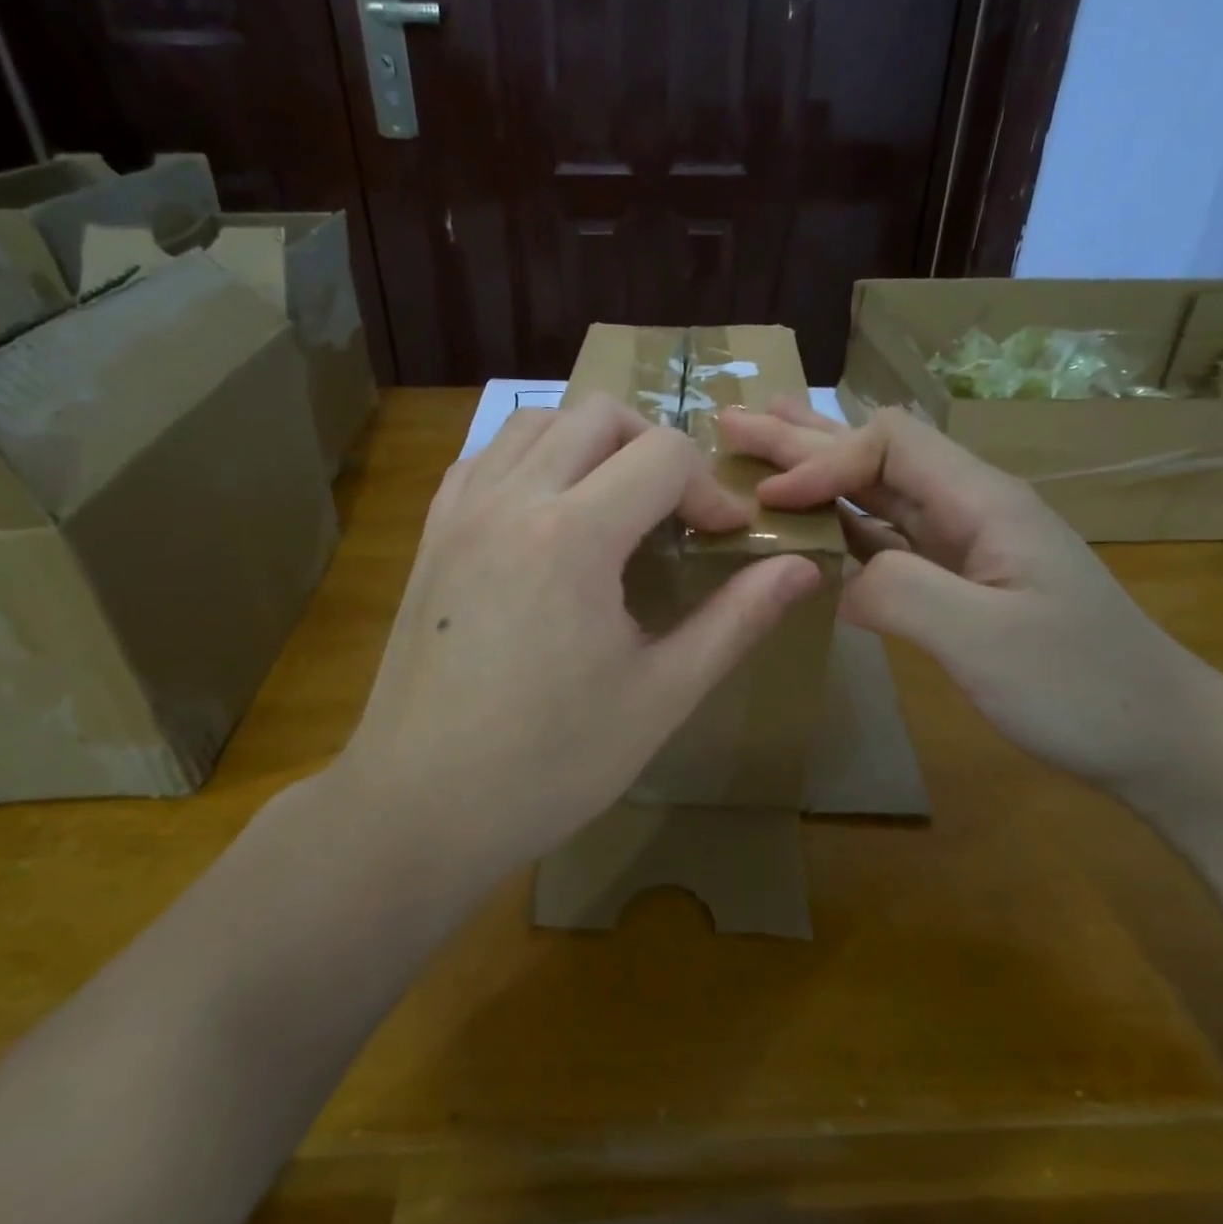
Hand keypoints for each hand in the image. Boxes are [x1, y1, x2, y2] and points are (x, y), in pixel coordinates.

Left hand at [336, 396, 822, 886]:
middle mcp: (512, 500)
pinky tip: (548, 514)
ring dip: (590, 443)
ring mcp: (461, 513)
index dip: (710, 491)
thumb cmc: (550, 764)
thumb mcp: (661, 695)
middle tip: (676, 513)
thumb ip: (736, 619)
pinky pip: (486, 459)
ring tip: (615, 502)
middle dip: (655, 449)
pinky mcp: (431, 535)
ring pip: (536, 421)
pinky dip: (531, 460)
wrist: (420, 808)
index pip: (664, 455)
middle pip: (600, 415)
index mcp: (573, 536)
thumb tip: (803, 568)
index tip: (725, 540)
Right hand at [718, 399, 1222, 799]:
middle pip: (873, 455)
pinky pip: (882, 538)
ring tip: (761, 441)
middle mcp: (966, 508)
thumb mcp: (987, 641)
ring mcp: (961, 545)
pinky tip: (808, 516)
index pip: (886, 447)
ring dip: (815, 467)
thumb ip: (902, 593)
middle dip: (801, 437)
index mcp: (981, 501)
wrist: (1157, 738)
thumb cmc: (1081, 687)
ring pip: (874, 491)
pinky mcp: (954, 581)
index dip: (821, 462)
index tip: (768, 499)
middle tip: (732, 422)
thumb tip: (832, 575)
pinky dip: (836, 522)